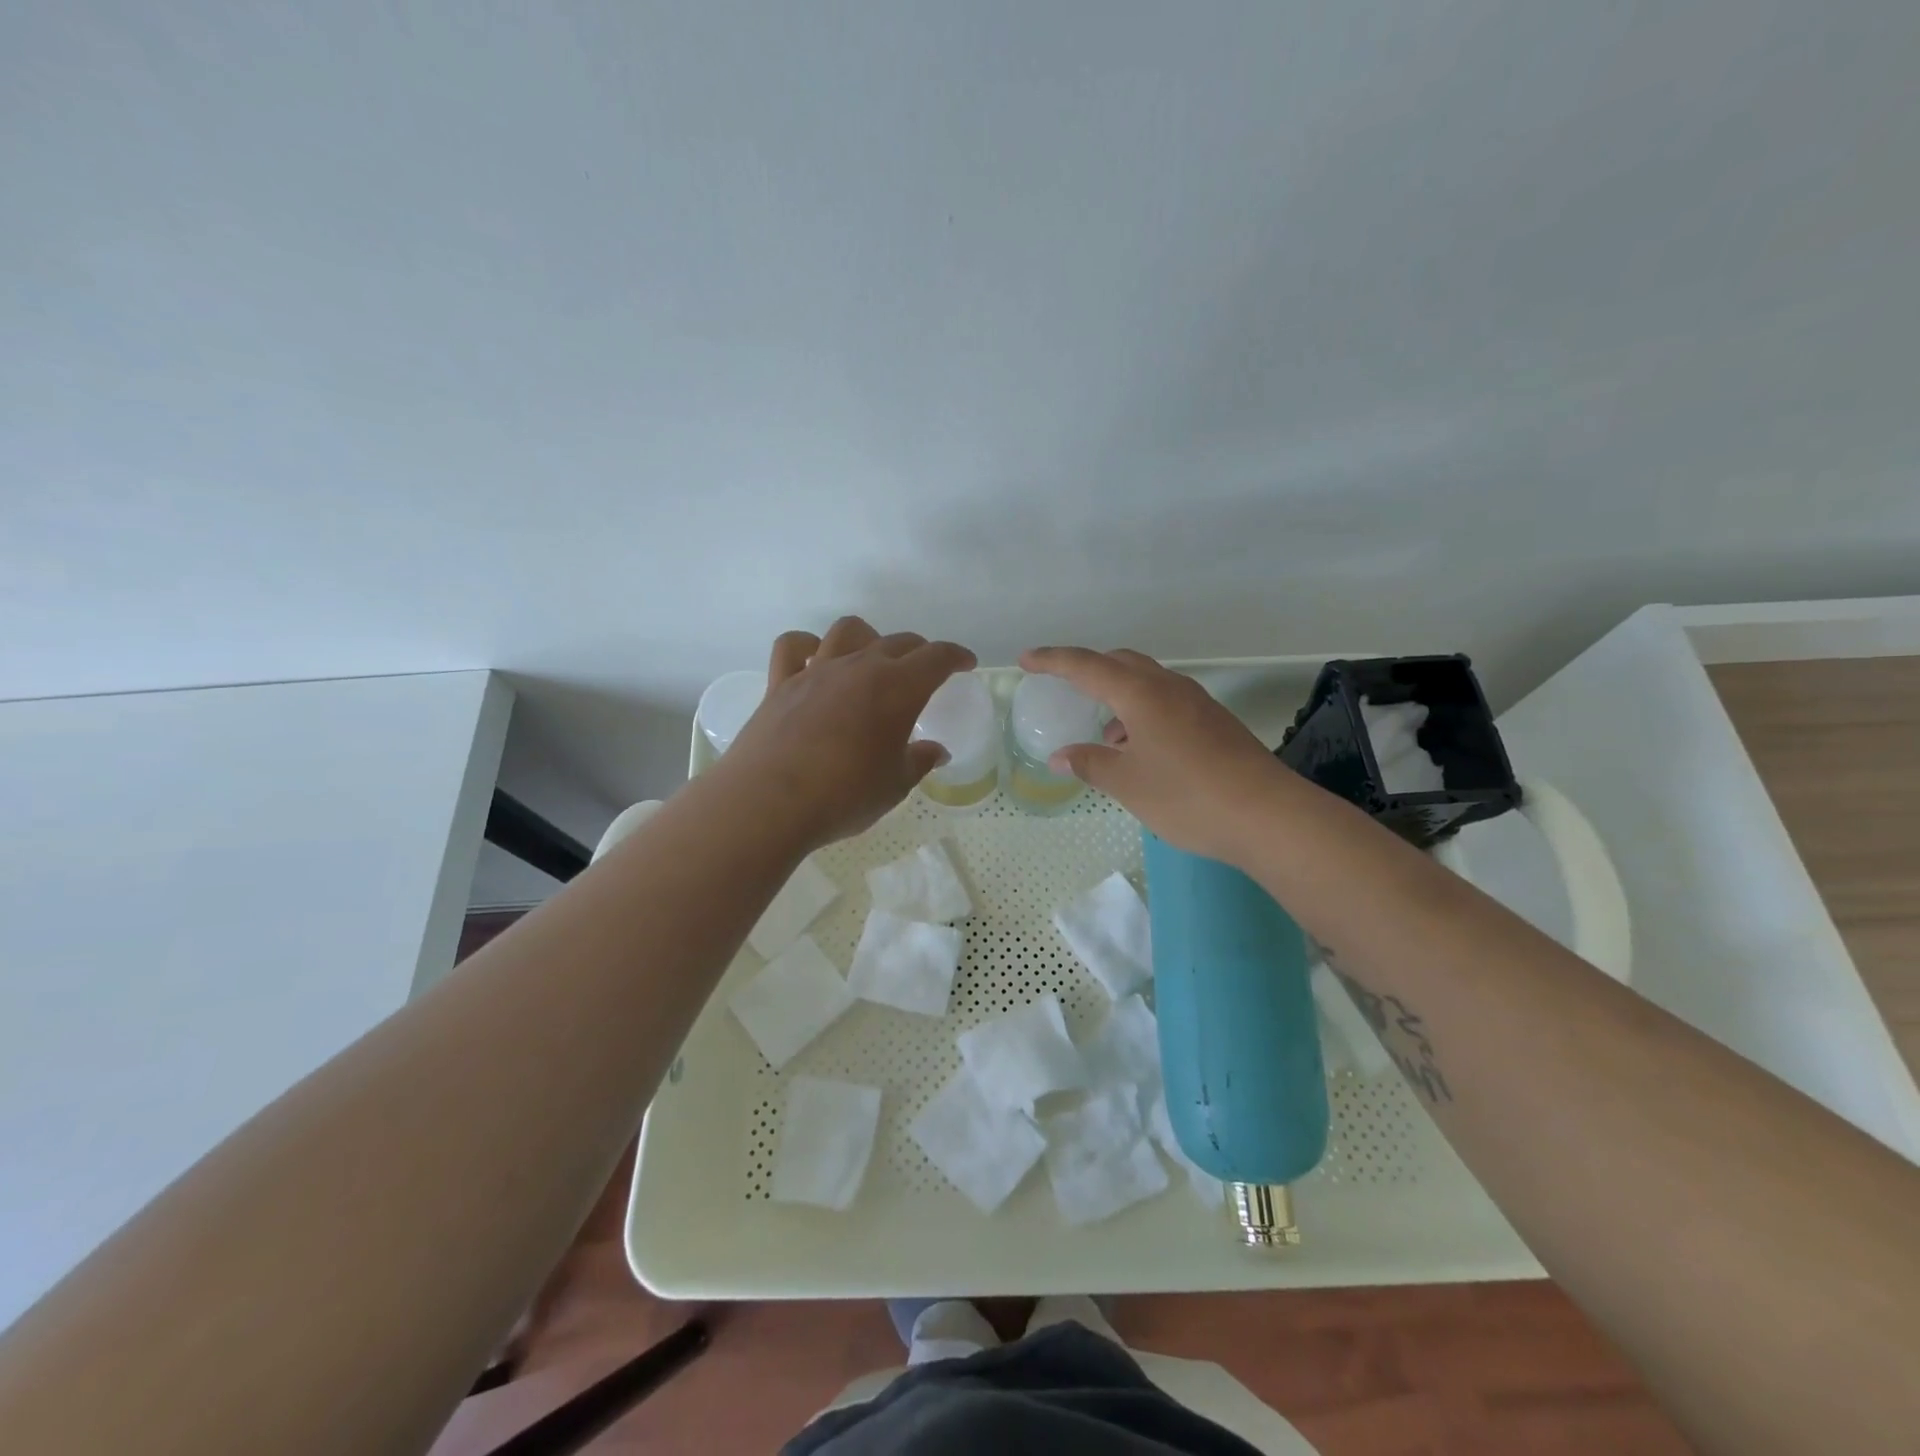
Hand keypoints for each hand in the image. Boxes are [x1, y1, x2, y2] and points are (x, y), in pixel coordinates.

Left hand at [722, 617, 976, 849]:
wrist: (769, 803)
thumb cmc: (844, 796)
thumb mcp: (894, 785)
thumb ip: (919, 761)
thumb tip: (936, 751)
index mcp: (897, 688)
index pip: (937, 657)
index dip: (956, 656)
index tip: (966, 663)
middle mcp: (859, 667)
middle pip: (897, 642)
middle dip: (919, 651)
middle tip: (926, 671)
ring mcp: (817, 670)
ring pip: (848, 631)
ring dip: (869, 638)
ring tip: (872, 659)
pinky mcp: (781, 683)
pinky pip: (794, 646)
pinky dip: (808, 646)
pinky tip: (815, 659)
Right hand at [1019, 646, 1291, 865]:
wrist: (1268, 816)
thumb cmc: (1187, 796)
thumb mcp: (1128, 784)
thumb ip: (1091, 764)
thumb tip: (1061, 756)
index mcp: (1142, 694)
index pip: (1087, 666)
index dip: (1053, 661)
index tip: (1026, 660)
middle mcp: (1169, 688)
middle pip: (1121, 663)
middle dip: (1089, 670)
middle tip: (1064, 686)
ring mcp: (1197, 703)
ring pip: (1147, 683)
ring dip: (1119, 697)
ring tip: (1105, 736)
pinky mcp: (1214, 723)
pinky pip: (1166, 703)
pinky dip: (1142, 714)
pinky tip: (1140, 750)